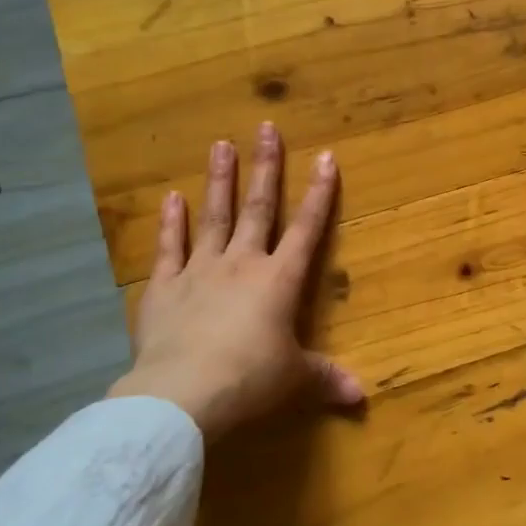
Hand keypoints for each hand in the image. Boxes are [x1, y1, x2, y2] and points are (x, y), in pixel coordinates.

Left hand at [108, 122, 362, 438]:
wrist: (183, 395)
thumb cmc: (250, 381)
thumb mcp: (294, 380)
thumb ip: (326, 379)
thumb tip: (362, 397)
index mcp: (279, 281)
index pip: (307, 228)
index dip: (319, 193)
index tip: (326, 157)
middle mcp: (242, 264)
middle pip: (257, 208)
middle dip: (266, 167)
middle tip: (265, 128)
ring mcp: (199, 271)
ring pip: (213, 217)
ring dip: (219, 180)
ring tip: (221, 144)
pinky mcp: (164, 288)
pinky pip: (169, 248)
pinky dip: (171, 223)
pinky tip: (171, 198)